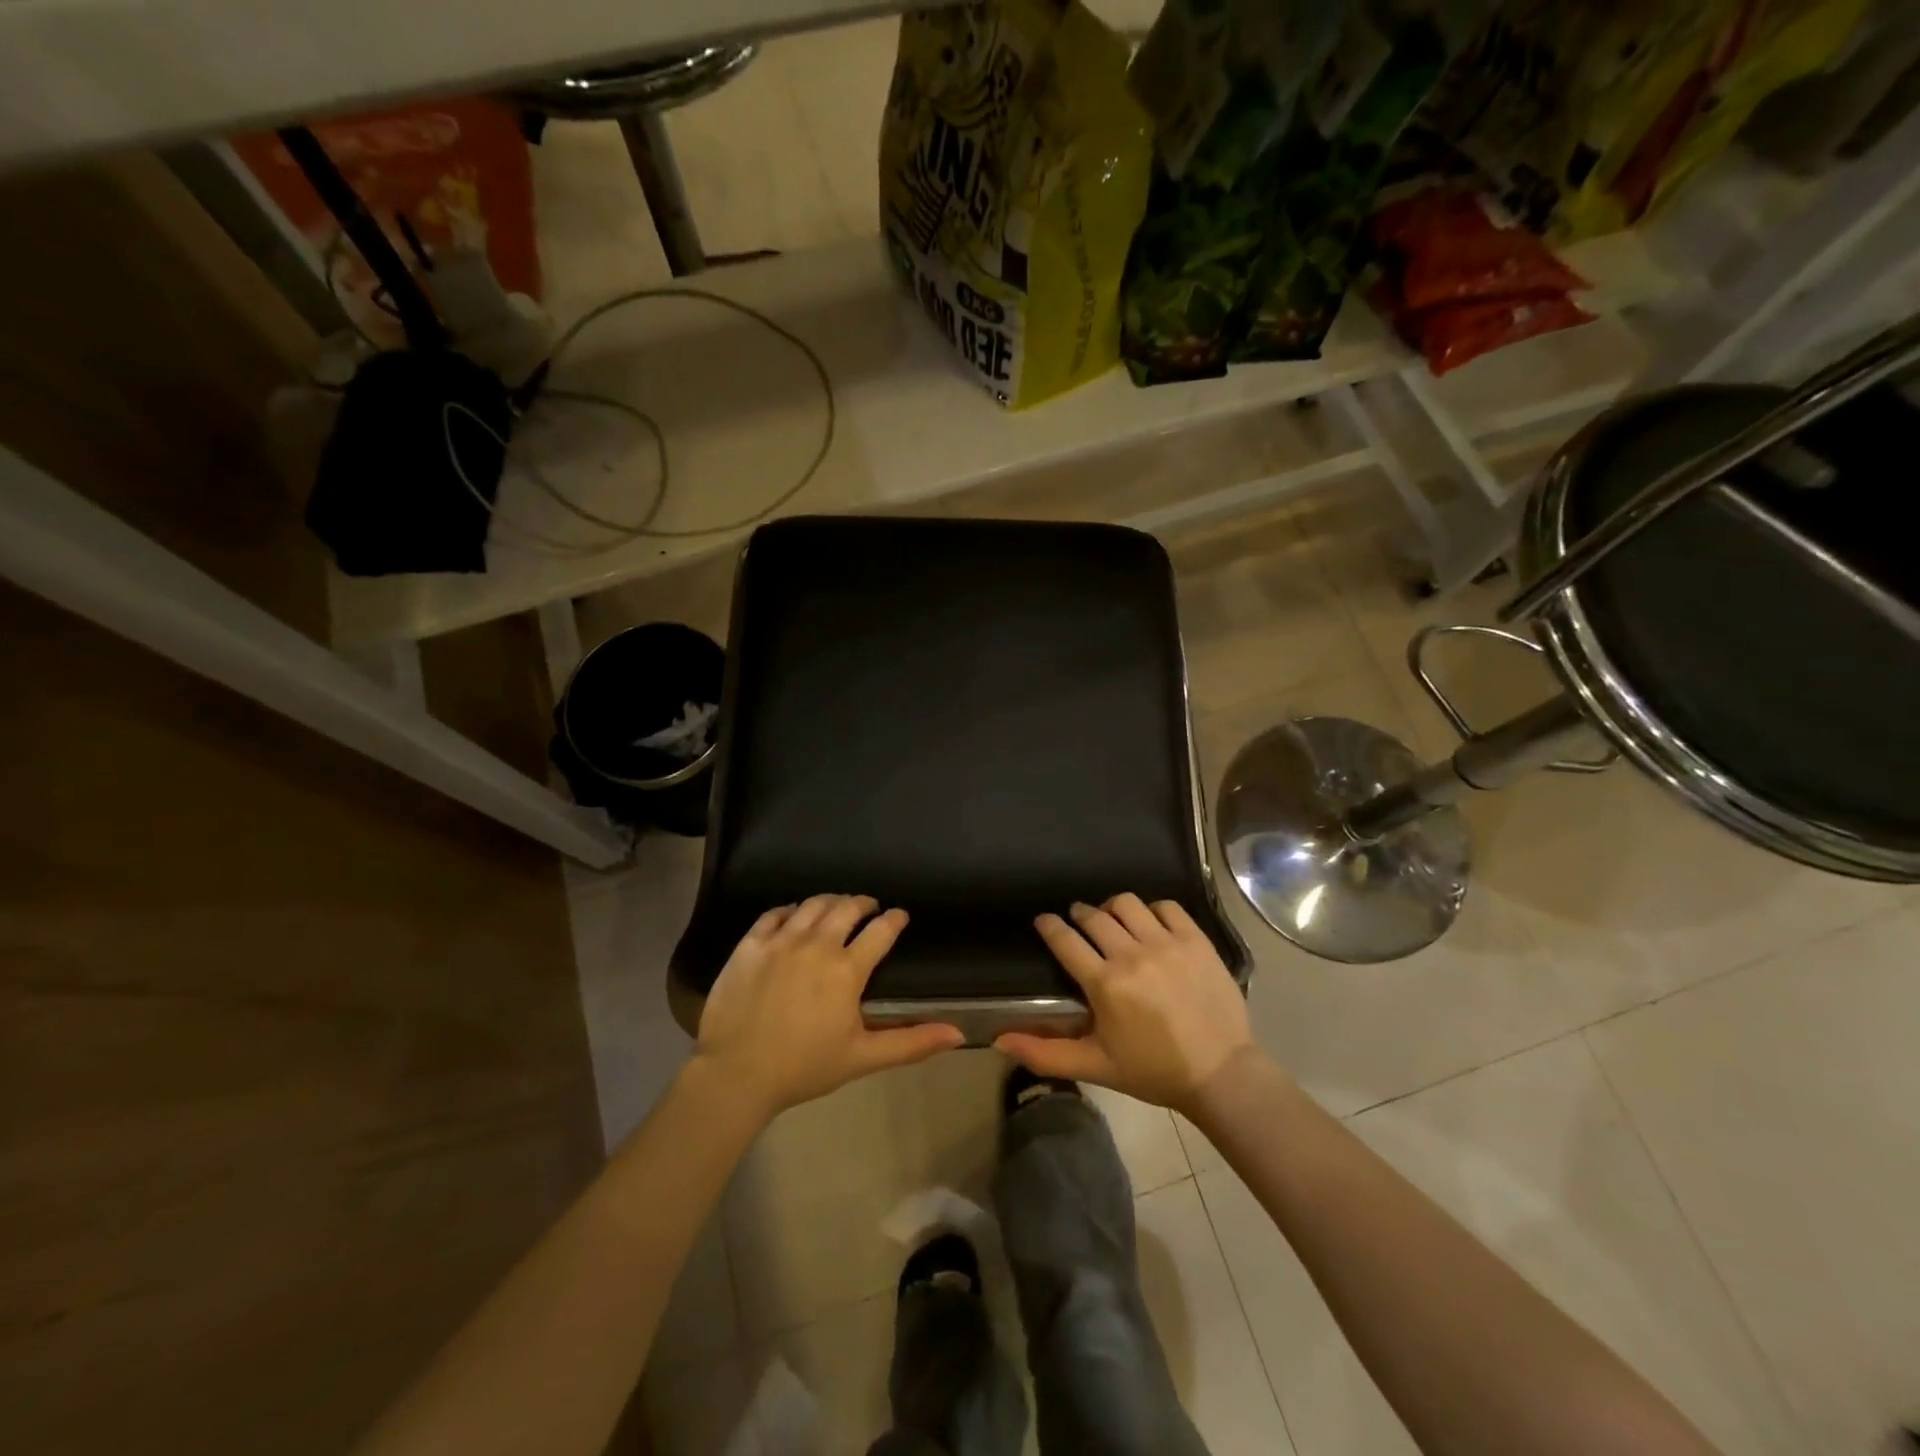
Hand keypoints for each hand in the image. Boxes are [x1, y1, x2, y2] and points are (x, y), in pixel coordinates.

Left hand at [695, 894, 963, 1119]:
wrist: (736, 1073)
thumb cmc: (804, 1067)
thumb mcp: (863, 1057)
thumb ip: (912, 1042)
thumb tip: (958, 1033)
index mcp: (847, 969)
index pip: (881, 930)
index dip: (895, 919)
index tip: (900, 916)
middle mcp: (817, 944)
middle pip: (847, 907)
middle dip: (863, 903)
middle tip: (869, 907)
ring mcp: (781, 940)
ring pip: (813, 904)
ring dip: (831, 900)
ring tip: (836, 906)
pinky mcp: (750, 944)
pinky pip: (775, 913)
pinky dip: (791, 910)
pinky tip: (794, 916)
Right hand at [996, 894, 1258, 1115]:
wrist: (1221, 1073)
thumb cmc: (1153, 1071)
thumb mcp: (1095, 1066)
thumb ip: (1045, 1053)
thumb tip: (1000, 1041)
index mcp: (1105, 984)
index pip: (1065, 940)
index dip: (1049, 926)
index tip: (1044, 921)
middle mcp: (1132, 955)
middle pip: (1094, 916)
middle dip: (1080, 915)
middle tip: (1080, 923)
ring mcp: (1167, 944)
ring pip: (1128, 904)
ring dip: (1113, 908)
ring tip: (1114, 921)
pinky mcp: (1196, 940)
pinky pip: (1167, 907)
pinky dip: (1153, 910)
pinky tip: (1151, 926)